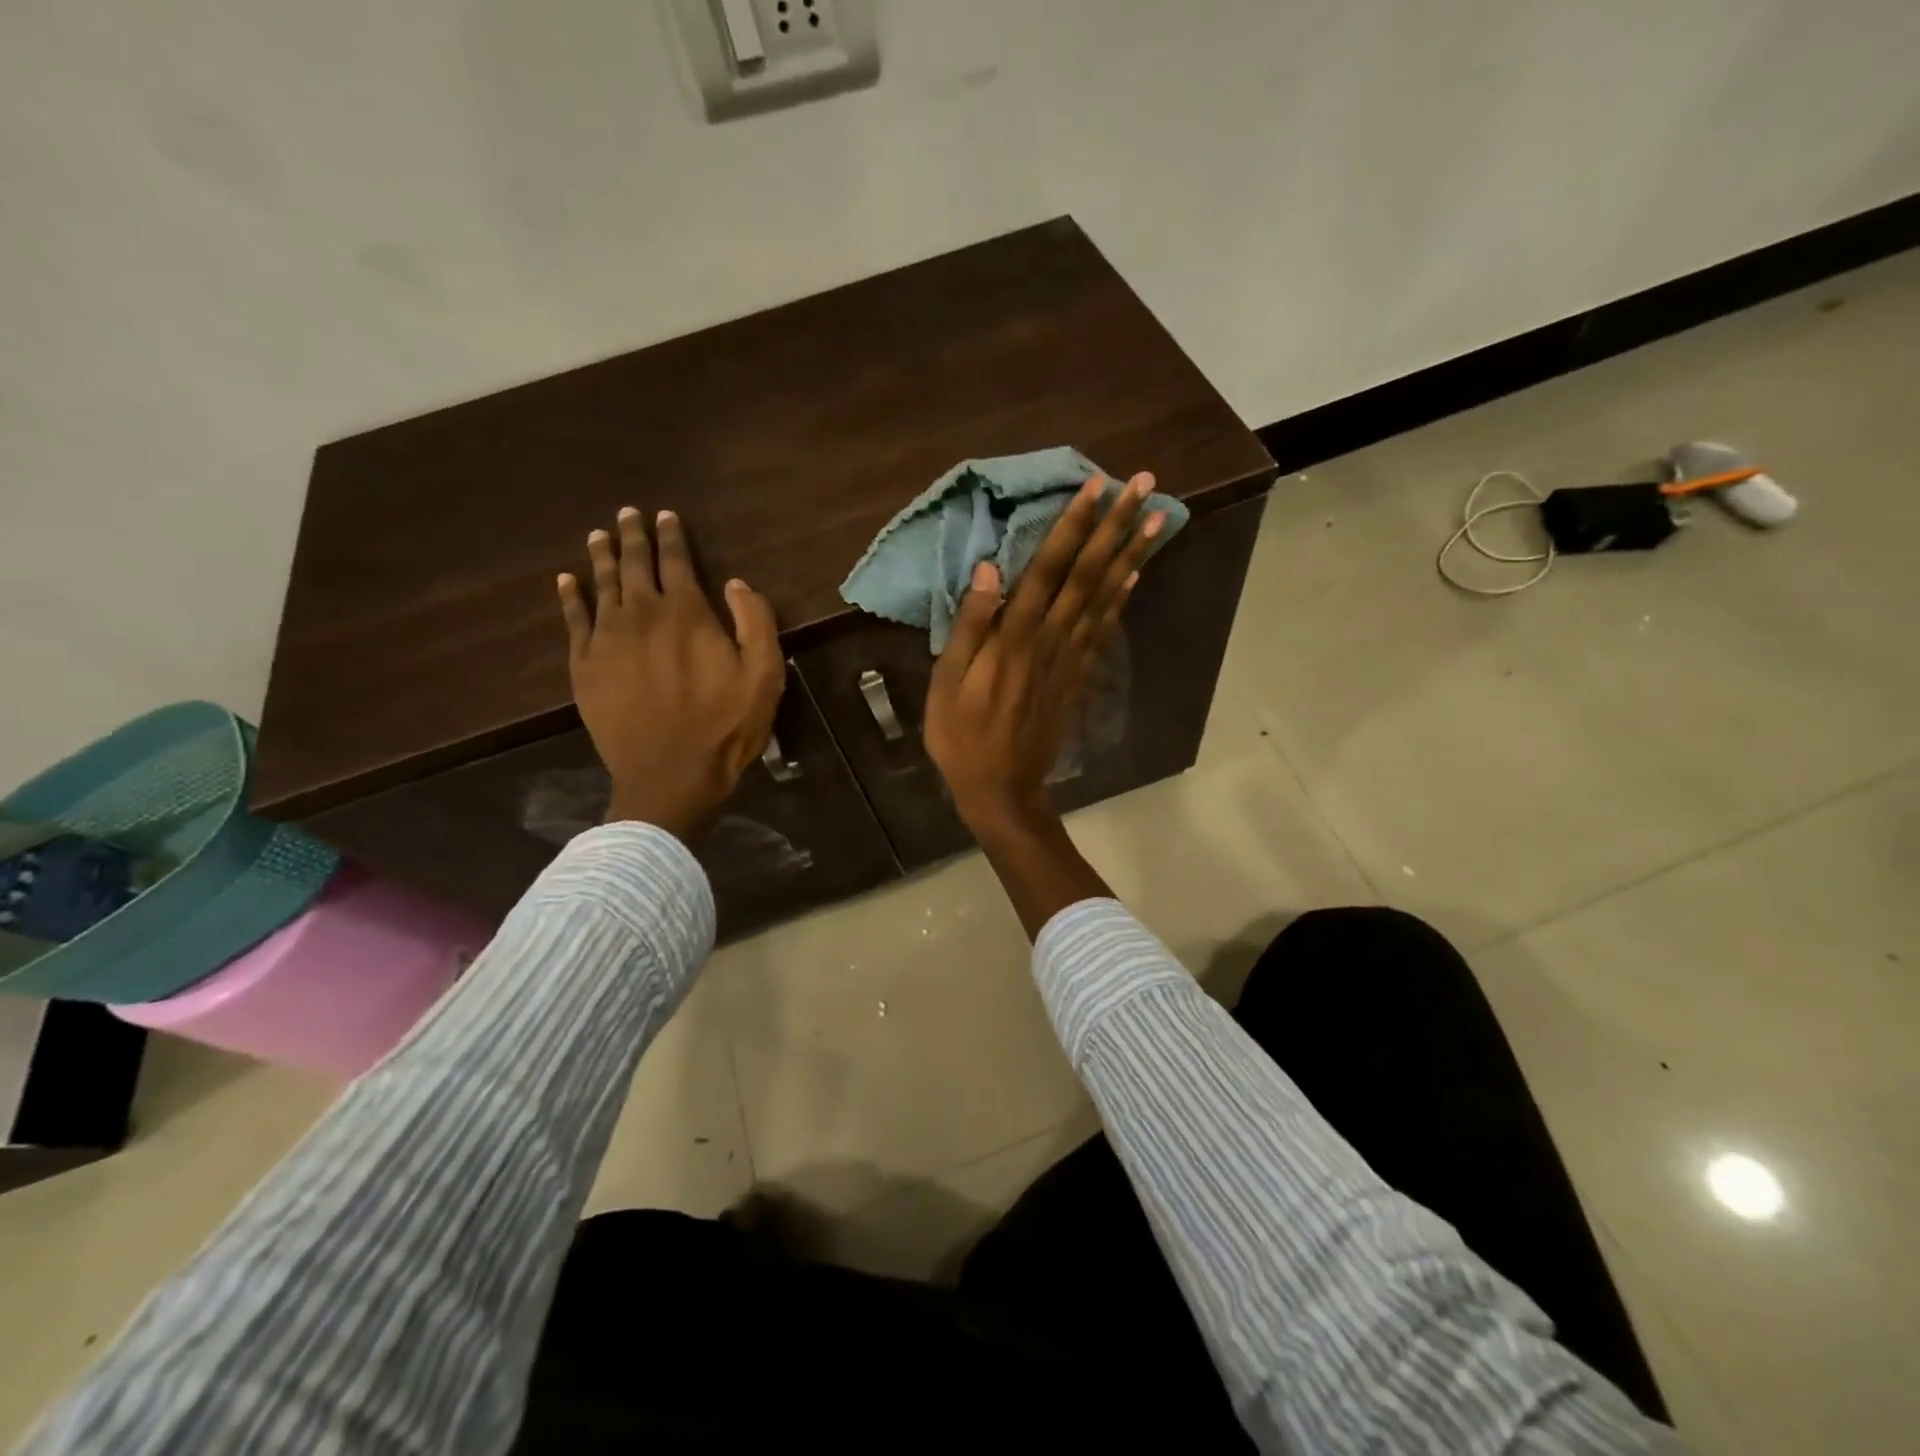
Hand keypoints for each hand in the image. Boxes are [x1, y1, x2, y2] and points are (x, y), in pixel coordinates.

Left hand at [558, 508, 784, 841]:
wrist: (670, 774)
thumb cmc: (725, 725)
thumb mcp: (764, 675)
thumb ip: (755, 622)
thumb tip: (736, 583)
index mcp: (687, 612)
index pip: (676, 560)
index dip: (671, 535)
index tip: (666, 515)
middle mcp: (642, 614)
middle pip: (633, 564)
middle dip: (632, 535)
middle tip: (627, 513)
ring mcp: (607, 638)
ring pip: (600, 584)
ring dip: (601, 556)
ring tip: (599, 535)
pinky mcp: (584, 665)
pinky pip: (573, 619)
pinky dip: (570, 596)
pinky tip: (567, 581)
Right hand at [923, 473, 1164, 835]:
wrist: (1003, 789)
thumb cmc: (963, 738)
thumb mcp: (948, 684)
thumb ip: (970, 626)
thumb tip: (988, 568)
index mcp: (1015, 638)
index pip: (1048, 569)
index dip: (1072, 526)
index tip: (1096, 486)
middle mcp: (1051, 640)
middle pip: (1088, 574)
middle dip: (1115, 527)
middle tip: (1145, 484)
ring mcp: (1071, 659)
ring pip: (1105, 597)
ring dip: (1132, 555)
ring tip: (1158, 518)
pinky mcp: (1079, 676)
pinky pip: (1105, 630)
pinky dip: (1123, 599)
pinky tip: (1136, 575)